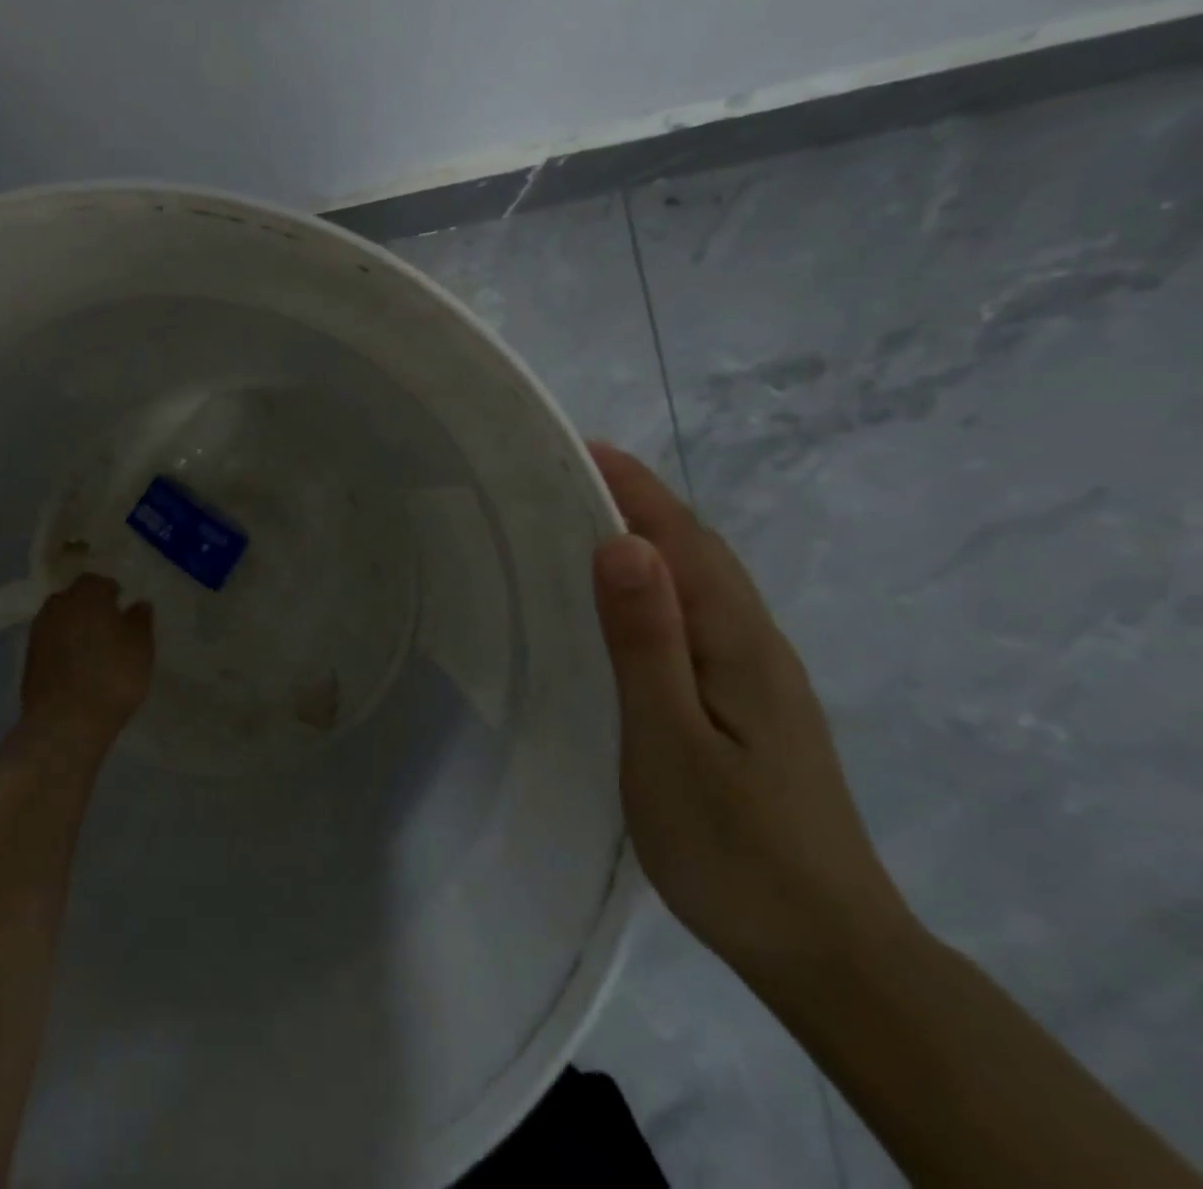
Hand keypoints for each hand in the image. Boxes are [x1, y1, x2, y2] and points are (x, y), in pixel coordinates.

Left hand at [19, 574, 154, 754]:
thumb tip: (138, 603)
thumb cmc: (113, 676)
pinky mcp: (28, 661)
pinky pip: (50, 645)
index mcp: (86, 595)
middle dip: (88, 607)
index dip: (110, 591)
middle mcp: (57, 607)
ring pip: (59, 621)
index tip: (122, 605)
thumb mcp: (141, 647)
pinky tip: (76, 668)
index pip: (97, 581)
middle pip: (73, 598)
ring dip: (73, 628)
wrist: (66, 722)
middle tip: (108, 625)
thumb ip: (140, 621)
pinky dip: (62, 650)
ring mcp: (38, 634)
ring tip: (92, 649)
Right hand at [587, 443, 909, 979]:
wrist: (825, 947)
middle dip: (641, 500)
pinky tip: (630, 607)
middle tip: (570, 476)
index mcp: (737, 641)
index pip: (682, 538)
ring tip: (588, 523)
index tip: (580, 447)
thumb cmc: (732, 843)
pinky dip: (662, 585)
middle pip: (699, 550)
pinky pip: (700, 617)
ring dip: (652, 539)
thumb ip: (647, 641)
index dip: (635, 487)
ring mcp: (759, 677)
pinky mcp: (751, 706)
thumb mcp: (670, 740)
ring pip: (703, 583)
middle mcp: (756, 644)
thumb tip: (623, 543)